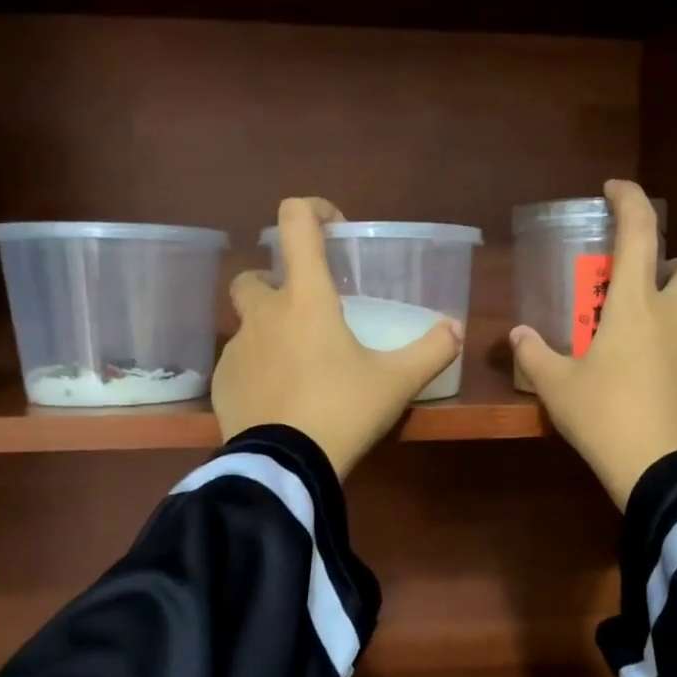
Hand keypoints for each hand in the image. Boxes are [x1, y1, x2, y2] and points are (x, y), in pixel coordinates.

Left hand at [214, 197, 464, 478]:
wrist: (285, 467)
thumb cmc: (342, 411)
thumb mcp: (396, 383)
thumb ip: (430, 351)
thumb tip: (455, 329)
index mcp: (306, 299)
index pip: (296, 223)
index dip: (313, 210)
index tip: (333, 227)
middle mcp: (263, 314)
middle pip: (254, 275)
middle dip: (275, 282)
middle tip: (307, 311)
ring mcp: (236, 349)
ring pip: (246, 323)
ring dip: (268, 330)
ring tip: (299, 364)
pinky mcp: (222, 383)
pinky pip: (238, 363)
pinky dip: (257, 369)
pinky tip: (280, 398)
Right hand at [510, 180, 676, 509]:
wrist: (662, 472)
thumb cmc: (604, 417)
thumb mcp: (558, 388)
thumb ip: (535, 356)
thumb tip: (516, 335)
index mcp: (635, 306)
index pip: (639, 232)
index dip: (629, 200)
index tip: (615, 189)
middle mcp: (675, 317)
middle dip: (673, 264)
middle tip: (643, 288)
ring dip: (672, 317)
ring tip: (640, 351)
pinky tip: (656, 387)